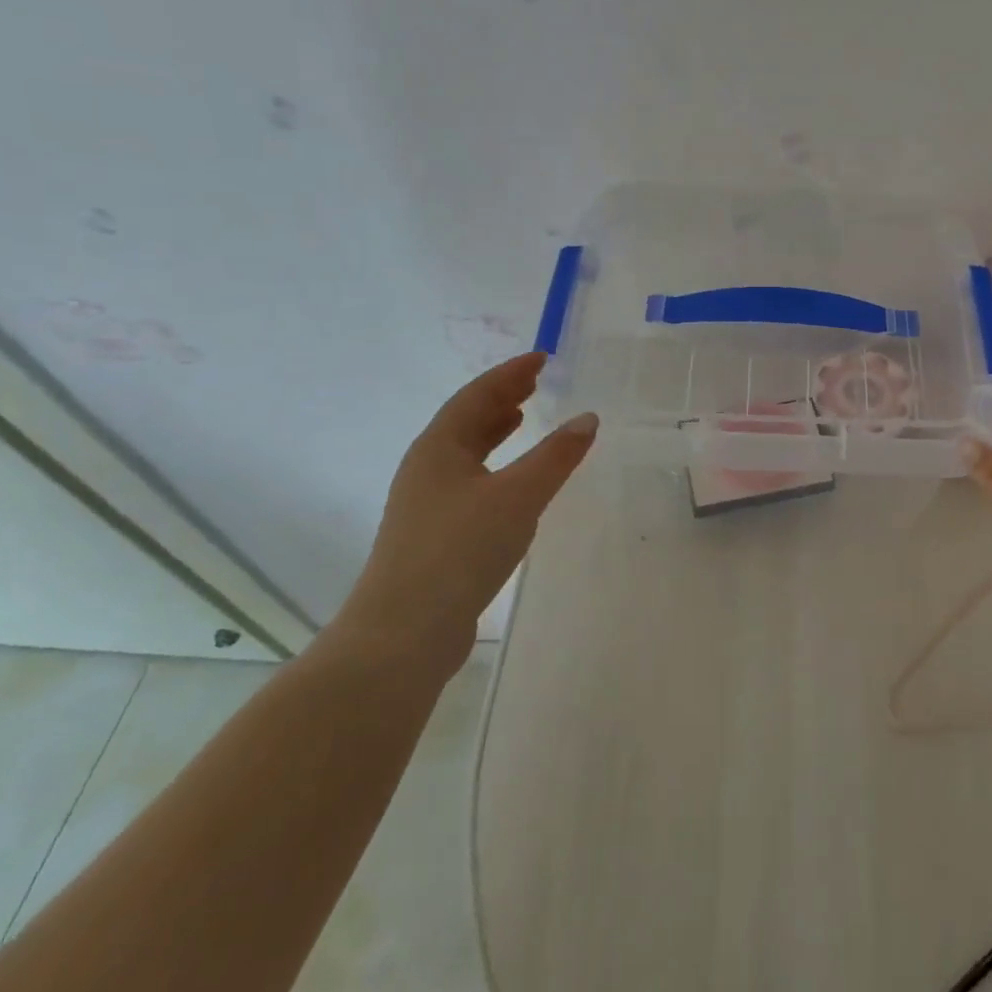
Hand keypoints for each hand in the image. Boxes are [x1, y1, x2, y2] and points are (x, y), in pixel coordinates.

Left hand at [334, 352, 596, 684]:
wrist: (403, 634)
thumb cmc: (460, 550)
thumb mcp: (519, 496)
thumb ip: (556, 456)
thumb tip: (588, 419)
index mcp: (439, 448)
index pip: (477, 395)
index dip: (510, 374)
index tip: (541, 358)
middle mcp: (427, 468)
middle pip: (466, 420)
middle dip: (501, 398)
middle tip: (534, 383)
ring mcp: (426, 504)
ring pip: (465, 453)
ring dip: (494, 431)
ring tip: (522, 418)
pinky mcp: (434, 536)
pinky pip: (469, 481)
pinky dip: (494, 466)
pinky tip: (512, 482)